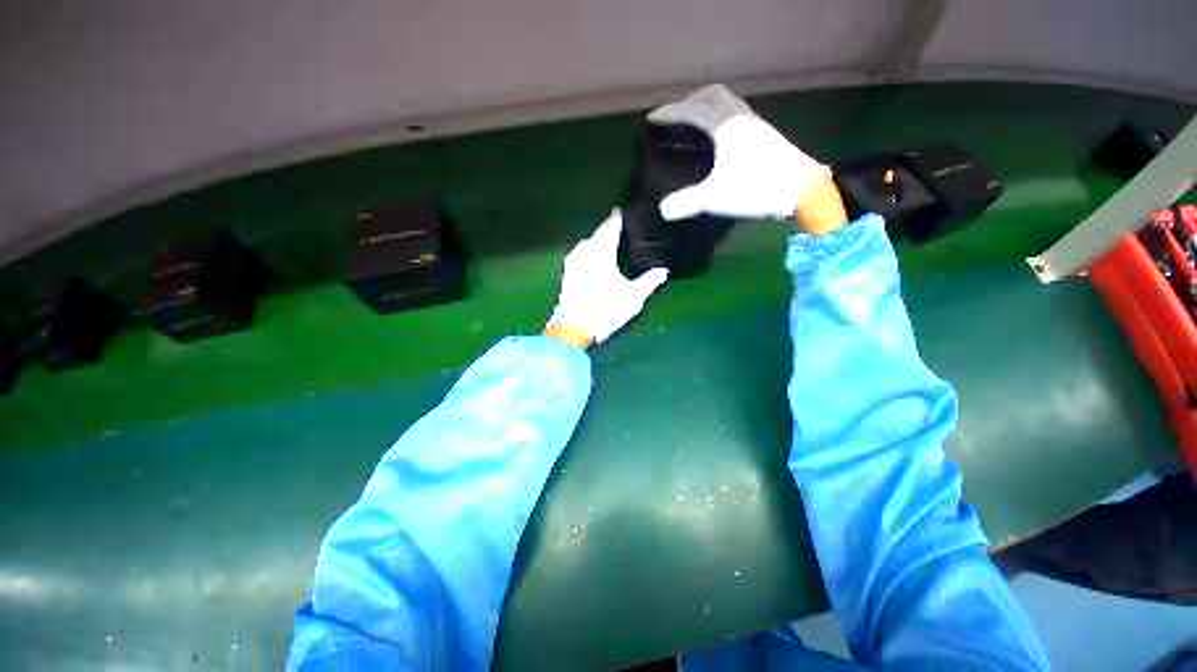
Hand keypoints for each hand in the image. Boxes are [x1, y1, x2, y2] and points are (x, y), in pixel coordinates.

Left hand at [546, 209, 669, 347]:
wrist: (573, 329)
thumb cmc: (605, 311)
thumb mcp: (633, 298)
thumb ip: (649, 282)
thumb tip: (663, 270)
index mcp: (602, 253)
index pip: (611, 227)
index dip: (618, 218)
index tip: (624, 210)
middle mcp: (585, 252)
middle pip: (598, 233)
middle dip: (608, 227)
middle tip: (619, 224)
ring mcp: (573, 262)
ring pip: (587, 243)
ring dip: (597, 239)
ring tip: (609, 240)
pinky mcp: (567, 273)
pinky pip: (580, 253)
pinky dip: (588, 251)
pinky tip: (593, 257)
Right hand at [648, 84, 839, 231]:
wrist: (800, 190)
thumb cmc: (755, 188)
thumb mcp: (715, 197)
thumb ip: (687, 202)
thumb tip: (663, 210)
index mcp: (725, 126)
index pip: (692, 111)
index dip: (670, 113)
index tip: (652, 118)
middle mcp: (740, 117)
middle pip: (712, 94)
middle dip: (690, 101)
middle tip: (675, 116)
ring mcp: (755, 123)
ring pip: (727, 101)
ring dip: (708, 105)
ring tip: (695, 123)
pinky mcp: (764, 133)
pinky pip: (737, 112)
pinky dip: (721, 115)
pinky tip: (719, 136)